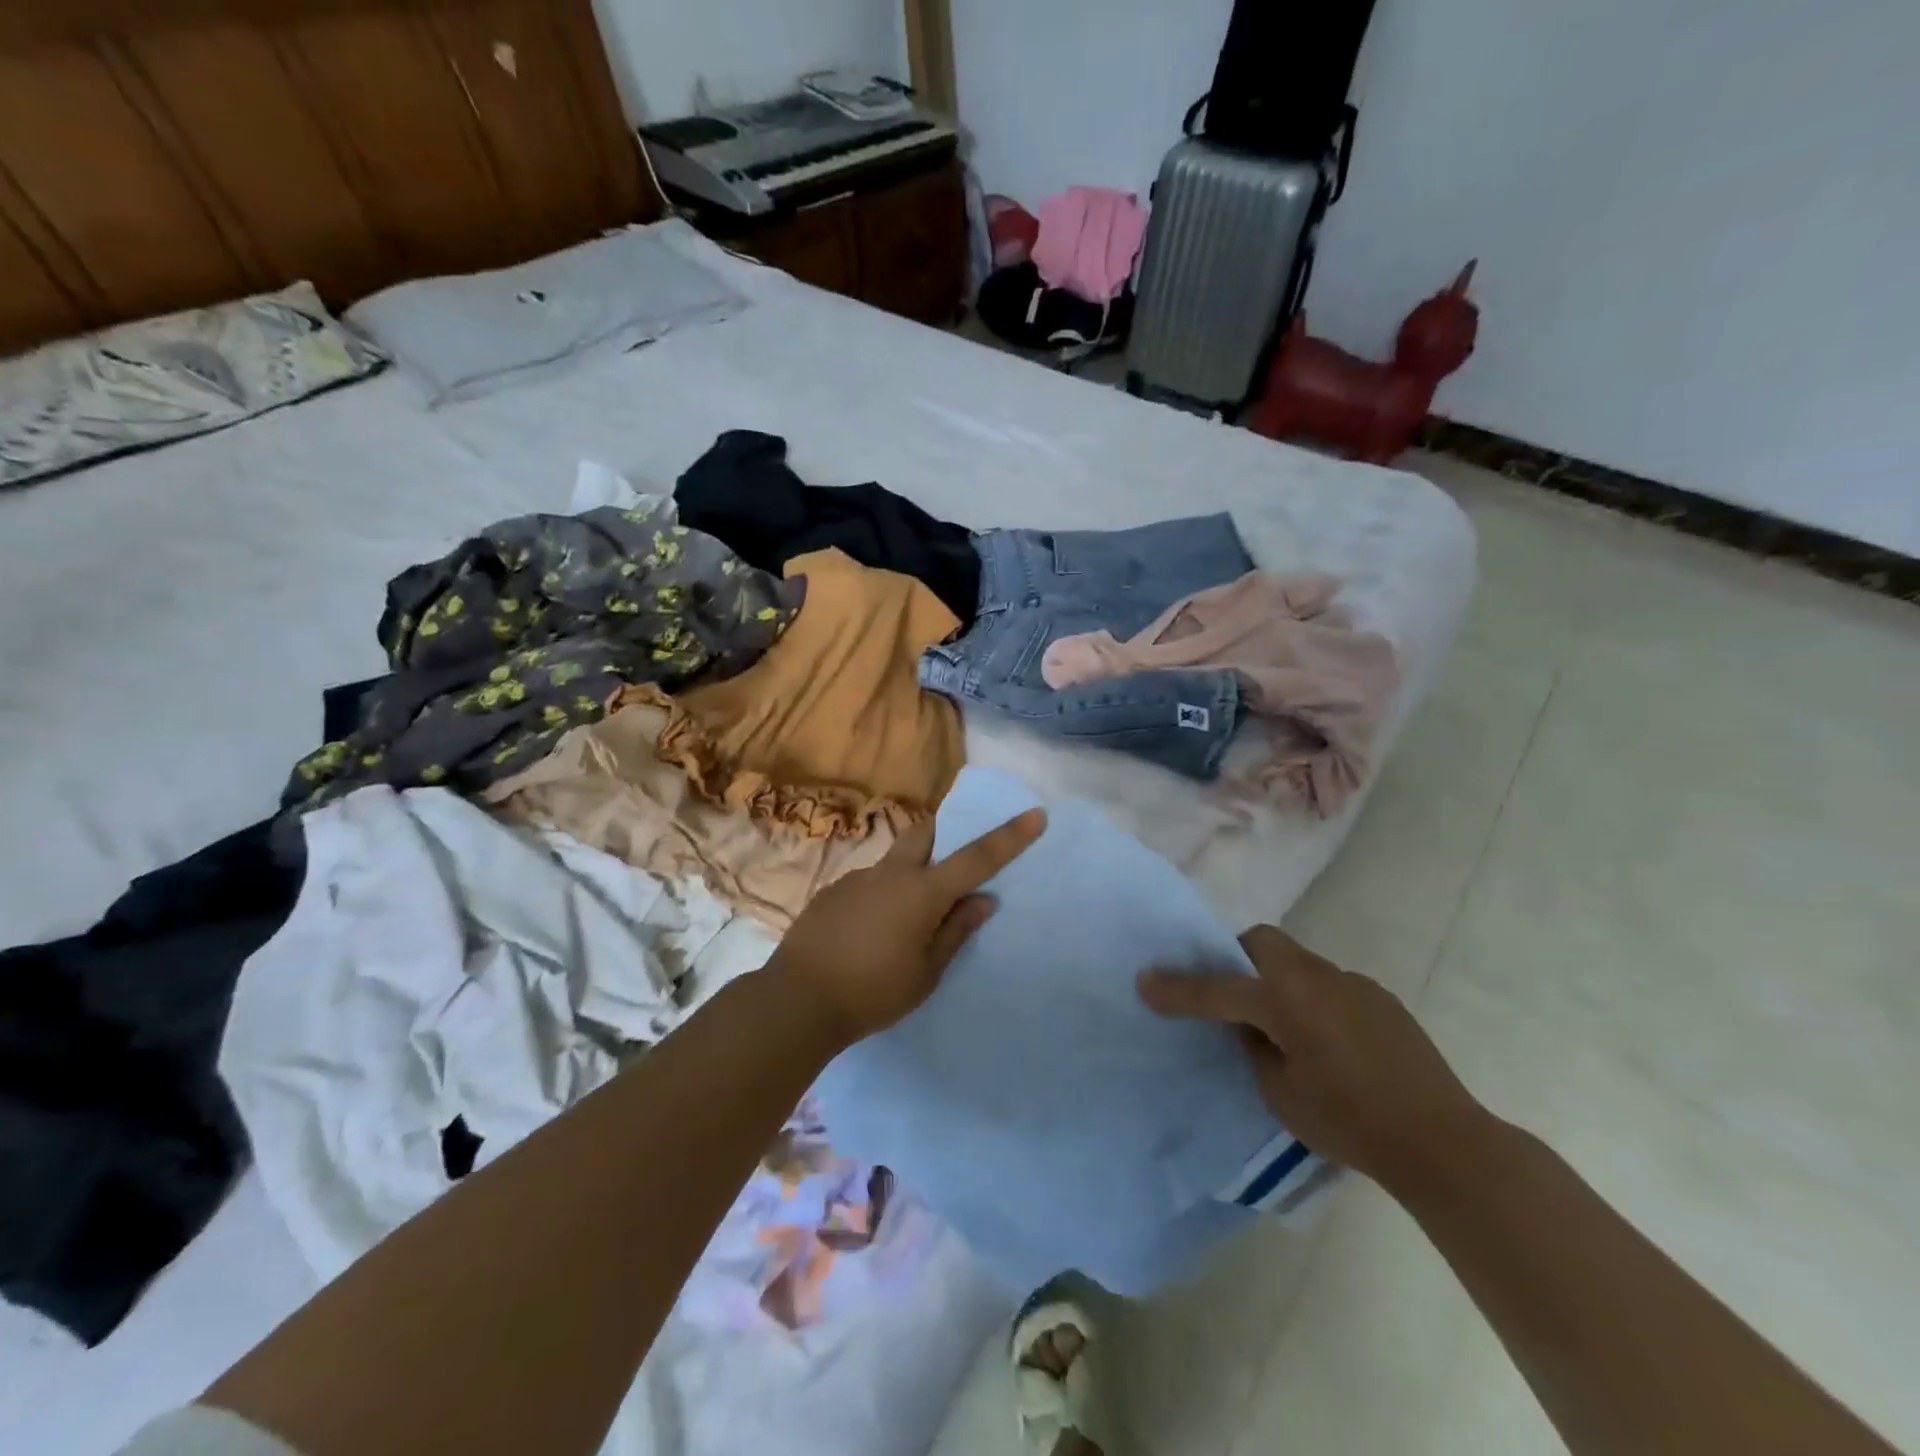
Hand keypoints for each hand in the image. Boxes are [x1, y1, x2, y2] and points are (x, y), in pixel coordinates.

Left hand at [770, 808, 1046, 1047]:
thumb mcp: (926, 973)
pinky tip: (869, 932)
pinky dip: (882, 895)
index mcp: (922, 892)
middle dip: (945, 835)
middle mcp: (890, 873)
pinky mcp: (832, 891)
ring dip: (910, 874)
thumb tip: (983, 900)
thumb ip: (955, 932)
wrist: (797, 999)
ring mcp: (857, 878)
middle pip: (925, 834)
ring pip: (894, 860)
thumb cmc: (873, 992)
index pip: (976, 857)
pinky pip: (869, 882)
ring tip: (903, 922)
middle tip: (952, 862)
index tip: (1035, 814)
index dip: (1010, 836)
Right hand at [1137, 924, 1489, 1192]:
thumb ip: (1255, 1048)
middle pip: (1263, 942)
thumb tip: (1252, 1025)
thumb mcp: (1282, 1094)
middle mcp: (1317, 978)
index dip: (1177, 987)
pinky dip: (1313, 999)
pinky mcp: (1381, 1000)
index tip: (1144, 981)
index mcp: (1285, 1000)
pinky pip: (1330, 985)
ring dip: (1278, 980)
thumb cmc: (1351, 1123)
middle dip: (1237, 957)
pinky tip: (1329, 1044)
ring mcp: (1354, 984)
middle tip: (1231, 995)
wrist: (1443, 1142)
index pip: (1216, 988)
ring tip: (1285, 1029)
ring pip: (1299, 962)